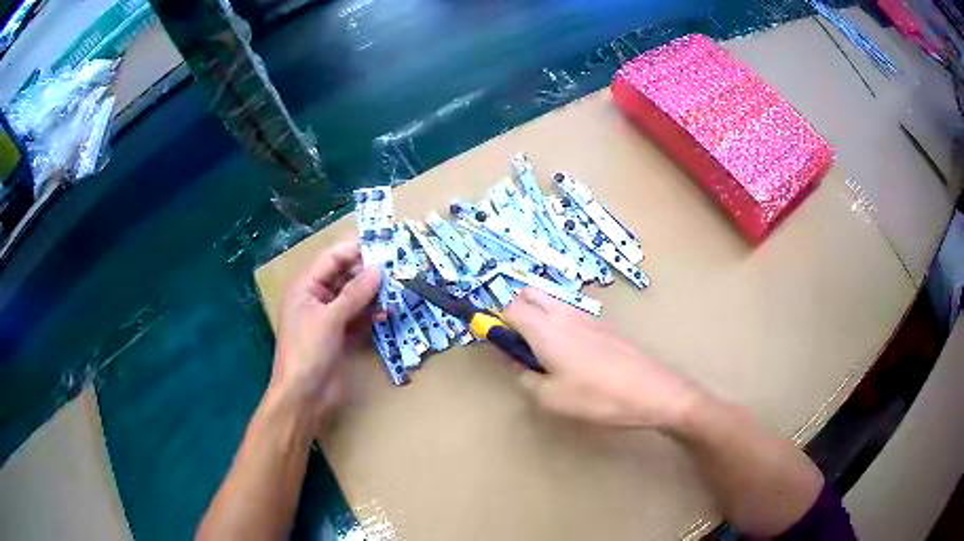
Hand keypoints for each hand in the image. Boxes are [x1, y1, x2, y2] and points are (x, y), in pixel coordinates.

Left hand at [271, 240, 381, 425]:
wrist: (304, 396)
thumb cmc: (308, 351)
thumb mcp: (329, 318)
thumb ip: (355, 293)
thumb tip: (379, 269)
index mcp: (306, 287)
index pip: (332, 258)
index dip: (356, 250)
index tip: (385, 244)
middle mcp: (317, 298)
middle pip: (345, 276)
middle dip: (368, 271)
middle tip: (398, 266)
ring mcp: (330, 318)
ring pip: (355, 296)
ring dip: (373, 293)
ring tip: (398, 287)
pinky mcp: (342, 336)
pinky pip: (359, 317)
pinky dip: (372, 314)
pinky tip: (388, 312)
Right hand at [502, 288, 705, 430]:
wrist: (653, 391)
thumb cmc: (598, 397)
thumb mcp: (551, 398)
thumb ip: (525, 379)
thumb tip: (517, 366)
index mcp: (545, 328)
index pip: (509, 307)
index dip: (496, 322)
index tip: (497, 345)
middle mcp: (564, 314)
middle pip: (529, 294)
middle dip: (516, 312)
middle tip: (520, 346)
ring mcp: (587, 317)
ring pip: (550, 302)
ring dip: (538, 318)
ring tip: (545, 355)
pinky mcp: (603, 326)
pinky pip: (570, 314)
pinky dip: (558, 325)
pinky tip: (572, 358)